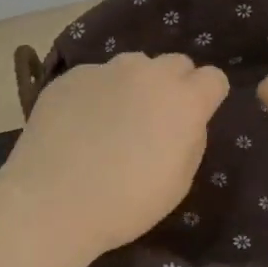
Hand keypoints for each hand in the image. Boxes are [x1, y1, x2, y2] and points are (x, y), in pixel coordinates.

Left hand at [0, 52, 229, 255]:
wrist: (53, 202)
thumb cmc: (127, 203)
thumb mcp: (179, 181)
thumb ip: (190, 138)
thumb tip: (184, 121)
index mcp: (184, 100)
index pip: (214, 78)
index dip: (206, 98)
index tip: (194, 119)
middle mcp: (148, 73)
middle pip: (175, 63)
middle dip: (173, 85)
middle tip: (154, 119)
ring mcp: (105, 70)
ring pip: (133, 66)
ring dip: (133, 85)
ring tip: (112, 120)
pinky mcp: (70, 77)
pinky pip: (95, 77)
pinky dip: (96, 94)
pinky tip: (79, 125)